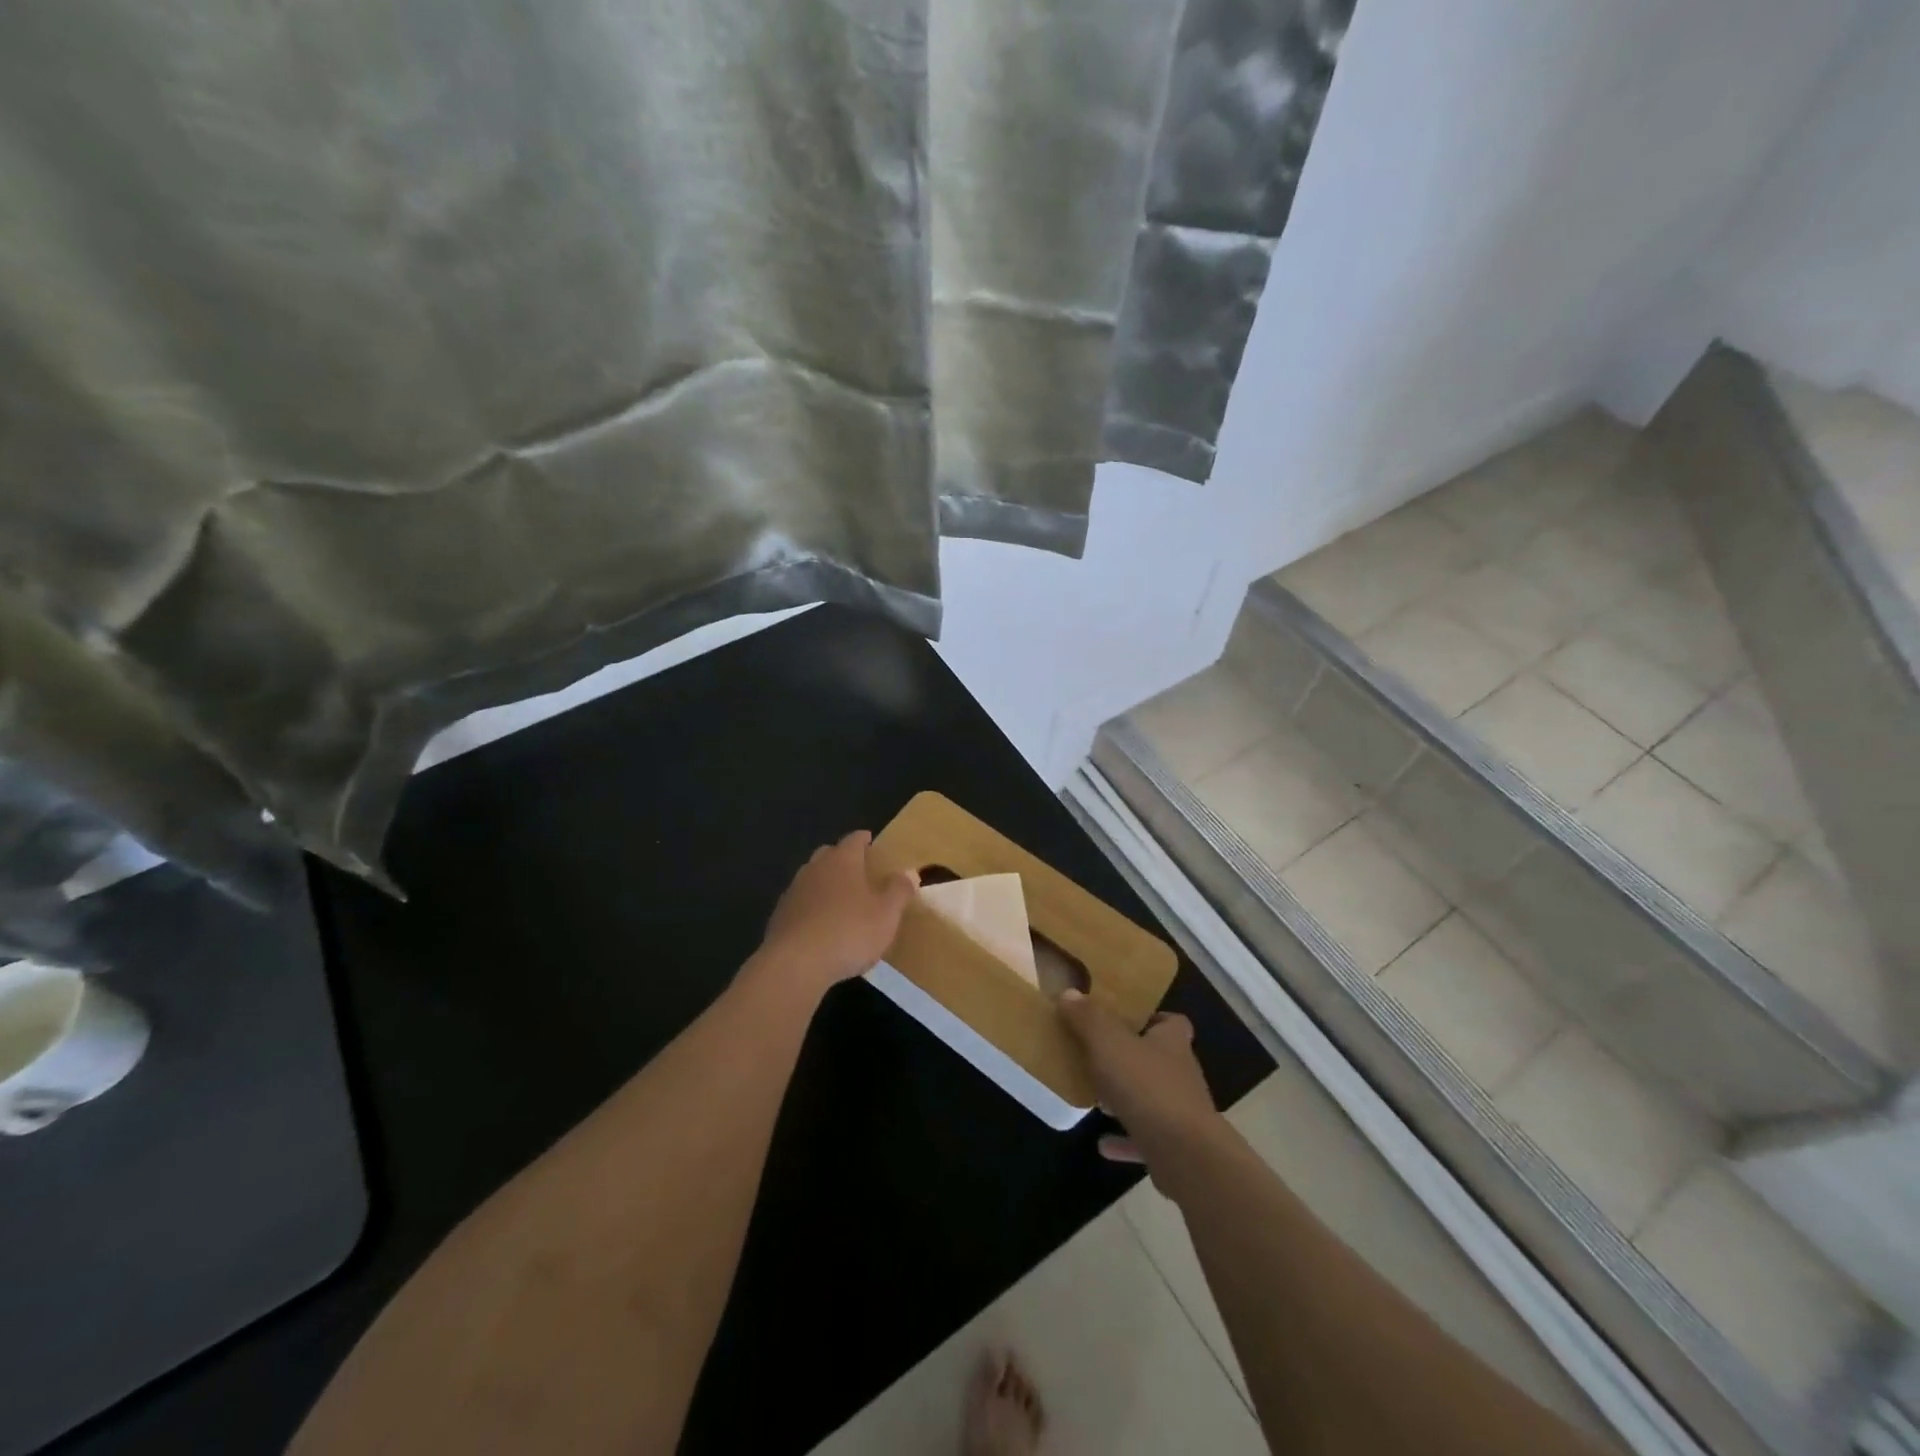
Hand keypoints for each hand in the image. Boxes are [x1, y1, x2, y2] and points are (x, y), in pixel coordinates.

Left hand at [754, 831, 916, 998]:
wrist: (795, 963)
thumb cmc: (849, 931)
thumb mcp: (887, 914)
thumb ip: (899, 890)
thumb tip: (909, 871)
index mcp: (842, 860)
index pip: (853, 840)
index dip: (863, 840)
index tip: (870, 840)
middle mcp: (815, 868)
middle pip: (829, 854)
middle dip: (842, 858)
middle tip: (858, 869)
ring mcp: (794, 891)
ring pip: (812, 878)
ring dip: (825, 883)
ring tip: (840, 899)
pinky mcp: (780, 916)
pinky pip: (800, 902)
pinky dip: (811, 907)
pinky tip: (820, 925)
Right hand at [1058, 990, 1220, 1182]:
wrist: (1185, 1155)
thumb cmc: (1147, 1086)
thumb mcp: (1108, 1043)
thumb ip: (1088, 1018)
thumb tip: (1069, 992)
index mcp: (1171, 1042)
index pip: (1172, 1022)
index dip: (1152, 1018)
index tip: (1126, 1019)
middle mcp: (1181, 1073)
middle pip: (1158, 1059)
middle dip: (1132, 1059)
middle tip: (1099, 1056)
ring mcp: (1180, 1112)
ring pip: (1151, 1099)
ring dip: (1127, 1100)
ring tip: (1097, 1099)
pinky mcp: (1175, 1147)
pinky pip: (1145, 1138)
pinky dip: (1124, 1139)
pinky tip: (1102, 1143)